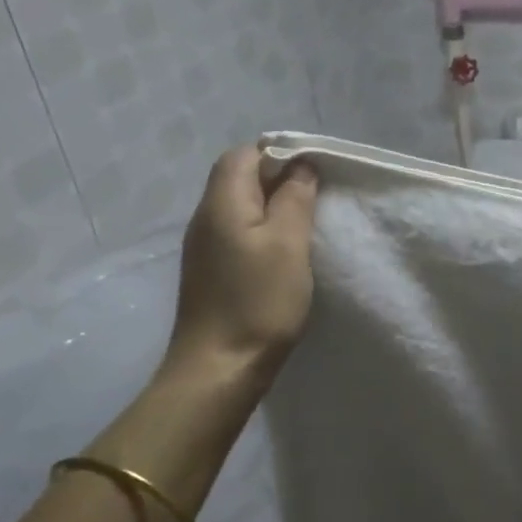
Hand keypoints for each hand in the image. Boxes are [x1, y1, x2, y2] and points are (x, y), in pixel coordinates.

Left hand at [164, 147, 317, 376]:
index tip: (314, 171)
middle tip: (317, 196)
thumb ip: (295, 199)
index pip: (243, 155)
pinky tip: (285, 253)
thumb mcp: (288, 244)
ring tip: (307, 223)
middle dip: (278, 178)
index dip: (278, 153)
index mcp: (222, 203)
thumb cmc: (259, 301)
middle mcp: (205, 218)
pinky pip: (238, 234)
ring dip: (272, 207)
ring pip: (240, 208)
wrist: (219, 367)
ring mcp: (205, 247)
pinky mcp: (212, 272)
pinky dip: (263, 231)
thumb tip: (300, 167)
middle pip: (238, 178)